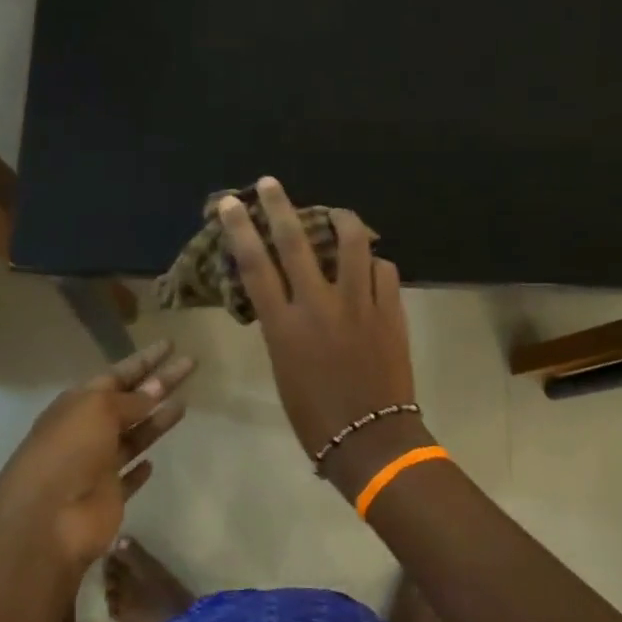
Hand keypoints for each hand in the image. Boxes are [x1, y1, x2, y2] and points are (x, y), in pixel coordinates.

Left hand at [0, 340, 195, 568]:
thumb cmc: (68, 452)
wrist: (46, 521)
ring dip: (156, 421)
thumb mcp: (97, 410)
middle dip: (159, 383)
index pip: (117, 374)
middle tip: (191, 365)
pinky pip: (127, 480)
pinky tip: (152, 462)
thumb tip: (154, 388)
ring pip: (133, 437)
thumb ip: (130, 400)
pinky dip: (139, 470)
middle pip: (131, 402)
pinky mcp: (108, 498)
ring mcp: (98, 466)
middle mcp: (88, 431)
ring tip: (185, 404)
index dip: (144, 360)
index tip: (171, 345)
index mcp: (78, 404)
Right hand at [220, 178, 424, 496]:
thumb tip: (288, 295)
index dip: (240, 229)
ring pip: (352, 243)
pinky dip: (373, 263)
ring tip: (336, 213)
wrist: (369, 439)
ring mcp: (358, 304)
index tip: (231, 203)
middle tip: (270, 183)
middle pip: (296, 242)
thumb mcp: (283, 367)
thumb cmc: (314, 414)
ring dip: (341, 219)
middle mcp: (318, 306)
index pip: (255, 265)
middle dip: (279, 206)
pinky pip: (383, 270)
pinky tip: (370, 266)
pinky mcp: (390, 310)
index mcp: (283, 325)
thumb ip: (283, 325)